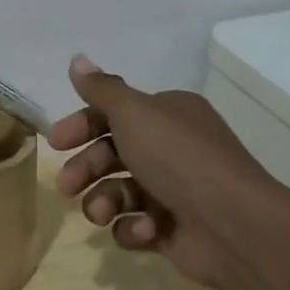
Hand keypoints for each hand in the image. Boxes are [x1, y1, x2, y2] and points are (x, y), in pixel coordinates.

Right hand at [49, 55, 289, 289]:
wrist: (233, 225)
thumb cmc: (179, 158)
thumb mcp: (134, 113)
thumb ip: (101, 89)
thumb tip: (77, 59)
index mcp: (167, 115)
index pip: (114, 114)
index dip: (81, 126)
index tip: (56, 143)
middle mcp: (171, 149)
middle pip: (111, 154)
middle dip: (85, 169)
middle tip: (67, 186)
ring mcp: (172, 191)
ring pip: (117, 192)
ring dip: (102, 201)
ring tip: (101, 214)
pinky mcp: (171, 230)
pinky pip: (134, 225)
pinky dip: (131, 228)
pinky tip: (143, 230)